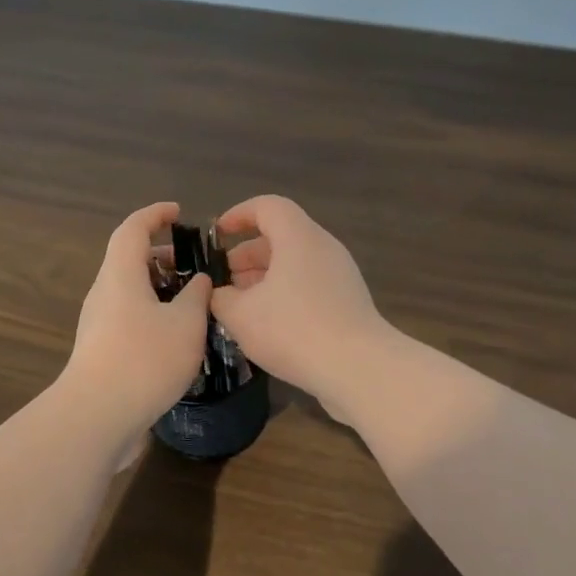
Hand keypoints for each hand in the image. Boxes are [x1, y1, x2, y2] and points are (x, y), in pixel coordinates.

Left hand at [61, 201, 211, 457]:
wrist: (96, 416)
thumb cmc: (145, 360)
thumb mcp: (186, 324)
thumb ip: (197, 296)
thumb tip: (199, 280)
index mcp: (120, 275)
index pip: (133, 229)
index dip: (155, 215)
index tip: (177, 213)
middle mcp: (103, 293)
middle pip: (129, 261)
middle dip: (162, 257)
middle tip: (195, 266)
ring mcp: (97, 323)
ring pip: (129, 292)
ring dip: (159, 289)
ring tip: (193, 303)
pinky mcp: (99, 350)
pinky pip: (128, 318)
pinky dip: (152, 314)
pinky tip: (176, 337)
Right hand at [210, 195, 393, 420]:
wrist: (358, 369)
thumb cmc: (293, 330)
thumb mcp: (240, 315)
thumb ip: (220, 298)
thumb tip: (217, 294)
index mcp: (298, 238)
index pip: (267, 206)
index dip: (238, 215)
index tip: (217, 235)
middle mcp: (323, 248)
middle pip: (281, 236)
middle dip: (247, 254)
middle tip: (222, 279)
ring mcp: (340, 275)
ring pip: (294, 264)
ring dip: (263, 278)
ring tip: (239, 305)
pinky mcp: (348, 302)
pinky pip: (308, 285)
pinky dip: (283, 294)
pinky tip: (266, 324)